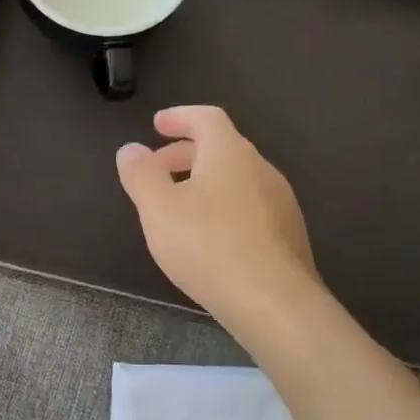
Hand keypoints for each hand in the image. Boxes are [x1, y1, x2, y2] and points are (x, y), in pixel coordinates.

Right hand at [115, 106, 319, 327]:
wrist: (274, 302)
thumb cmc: (208, 246)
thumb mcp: (158, 209)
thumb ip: (141, 174)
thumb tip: (131, 149)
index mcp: (229, 153)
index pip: (206, 118)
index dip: (179, 117)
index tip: (157, 125)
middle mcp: (261, 169)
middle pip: (222, 147)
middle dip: (186, 152)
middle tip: (158, 168)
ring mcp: (280, 202)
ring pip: (237, 178)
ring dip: (205, 180)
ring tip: (179, 206)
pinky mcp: (288, 234)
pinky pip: (250, 205)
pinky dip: (224, 206)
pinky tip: (210, 236)